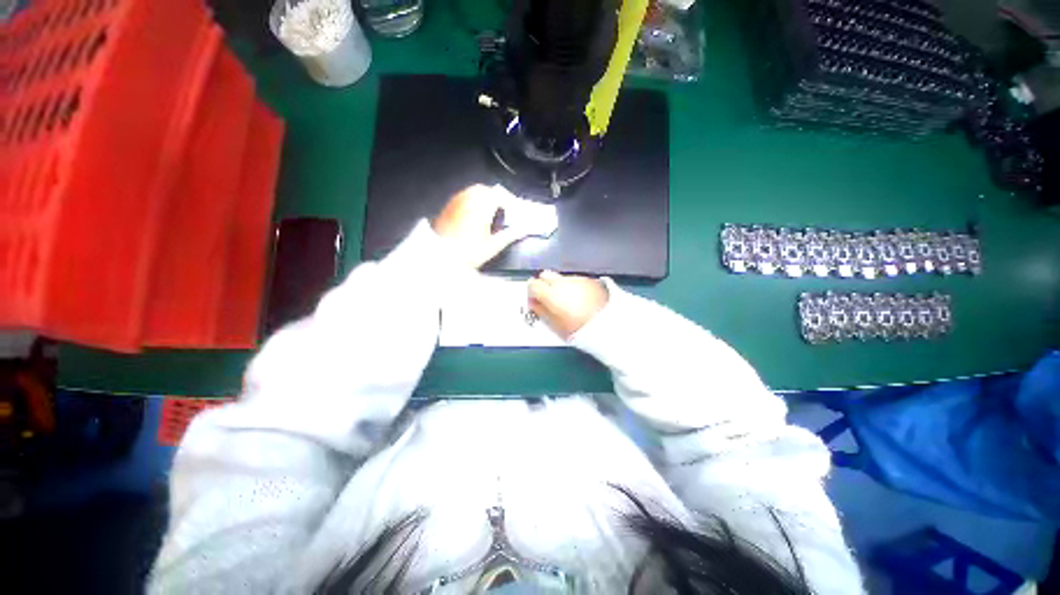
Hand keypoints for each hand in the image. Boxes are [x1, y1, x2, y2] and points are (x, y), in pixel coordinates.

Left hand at [433, 185, 527, 268]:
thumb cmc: (470, 253)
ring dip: (482, 198)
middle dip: (494, 198)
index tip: (512, 211)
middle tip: (500, 212)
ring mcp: (456, 201)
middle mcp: (469, 199)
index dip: (507, 201)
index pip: (499, 196)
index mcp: (482, 206)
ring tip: (487, 214)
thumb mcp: (492, 246)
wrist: (440, 257)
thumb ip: (510, 235)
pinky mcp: (447, 207)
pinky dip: (470, 201)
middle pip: (485, 190)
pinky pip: (462, 197)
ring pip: (472, 192)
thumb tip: (526, 229)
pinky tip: (471, 216)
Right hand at [528, 271, 608, 338]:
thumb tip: (533, 304)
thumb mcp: (555, 325)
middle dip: (544, 284)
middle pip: (546, 275)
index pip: (533, 284)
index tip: (535, 300)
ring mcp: (577, 279)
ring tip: (568, 301)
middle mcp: (562, 282)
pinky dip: (574, 287)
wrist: (609, 325)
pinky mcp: (590, 280)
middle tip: (549, 299)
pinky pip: (576, 280)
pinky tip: (580, 299)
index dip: (532, 292)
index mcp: (551, 293)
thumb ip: (541, 311)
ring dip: (560, 286)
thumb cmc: (579, 328)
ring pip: (561, 278)